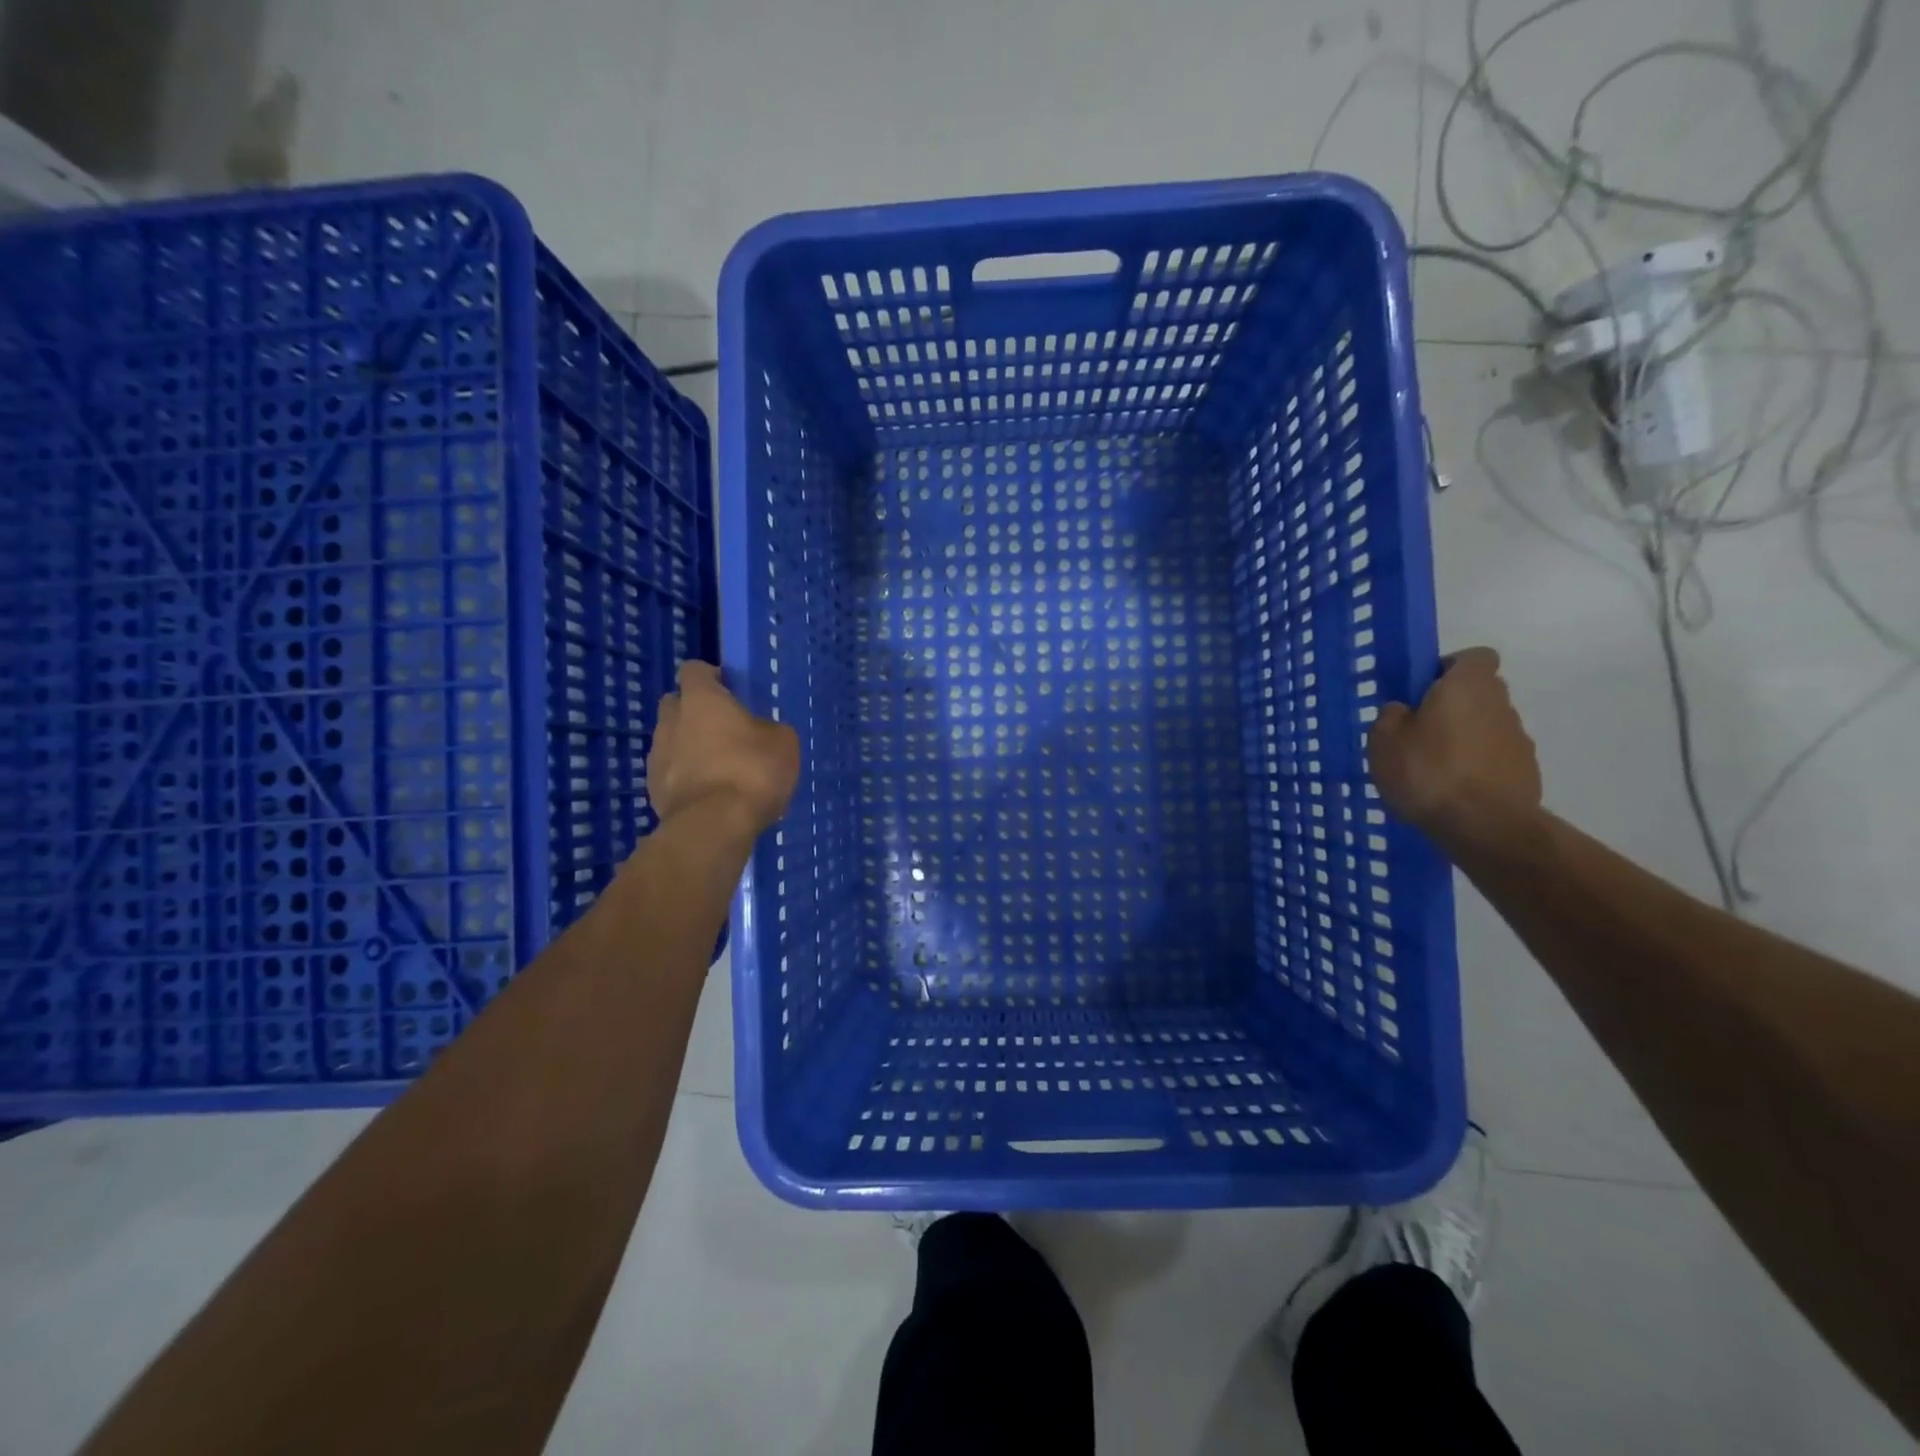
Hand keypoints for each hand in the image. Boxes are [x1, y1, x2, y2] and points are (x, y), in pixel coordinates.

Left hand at [648, 662, 799, 837]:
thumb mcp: (783, 742)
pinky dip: (686, 776)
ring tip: (720, 767)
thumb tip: (760, 732)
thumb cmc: (752, 771)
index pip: (694, 670)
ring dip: (690, 746)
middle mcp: (671, 720)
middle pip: (676, 703)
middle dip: (696, 710)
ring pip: (672, 739)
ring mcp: (657, 756)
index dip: (711, 677)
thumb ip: (768, 728)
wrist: (714, 826)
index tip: (730, 690)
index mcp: (701, 699)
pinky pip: (671, 772)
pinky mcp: (653, 790)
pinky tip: (710, 793)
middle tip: (725, 728)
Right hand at [1367, 646, 1541, 841]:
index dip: (1448, 667)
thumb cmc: (1428, 771)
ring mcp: (1519, 740)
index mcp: (1468, 686)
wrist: (1484, 827)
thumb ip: (1392, 716)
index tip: (1422, 689)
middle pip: (1479, 692)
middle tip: (1418, 731)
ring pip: (1486, 727)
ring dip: (1464, 739)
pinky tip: (1452, 791)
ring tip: (1432, 769)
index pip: (1474, 656)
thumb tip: (1403, 710)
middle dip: (1452, 706)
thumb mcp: (1384, 740)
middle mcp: (1501, 704)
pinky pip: (1494, 758)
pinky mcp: (1526, 772)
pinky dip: (1476, 767)